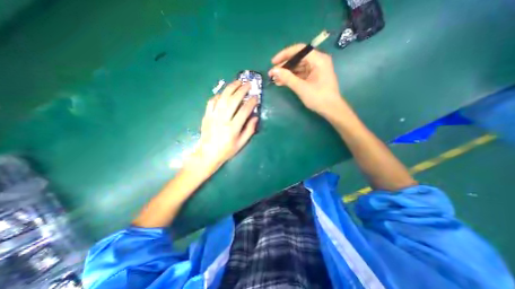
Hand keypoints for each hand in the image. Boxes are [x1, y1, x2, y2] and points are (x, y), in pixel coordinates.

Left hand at [189, 80, 258, 173]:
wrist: (208, 154)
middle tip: (248, 84)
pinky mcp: (206, 116)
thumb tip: (255, 117)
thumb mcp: (241, 143)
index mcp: (233, 128)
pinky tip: (224, 93)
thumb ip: (249, 130)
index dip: (251, 102)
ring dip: (230, 88)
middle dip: (242, 90)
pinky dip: (218, 95)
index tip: (256, 97)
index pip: (244, 111)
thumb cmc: (227, 150)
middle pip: (233, 100)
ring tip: (237, 82)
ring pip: (222, 98)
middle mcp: (223, 120)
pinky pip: (211, 101)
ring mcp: (213, 116)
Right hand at [270, 43, 344, 116]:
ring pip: (298, 67)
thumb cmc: (319, 98)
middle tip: (272, 73)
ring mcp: (315, 69)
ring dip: (286, 73)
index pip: (299, 50)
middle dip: (284, 66)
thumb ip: (287, 78)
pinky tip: (282, 82)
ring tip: (275, 79)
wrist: (331, 109)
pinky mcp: (313, 77)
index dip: (284, 54)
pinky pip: (300, 74)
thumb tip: (273, 71)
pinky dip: (291, 78)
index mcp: (318, 59)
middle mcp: (317, 61)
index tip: (273, 62)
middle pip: (297, 58)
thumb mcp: (301, 88)